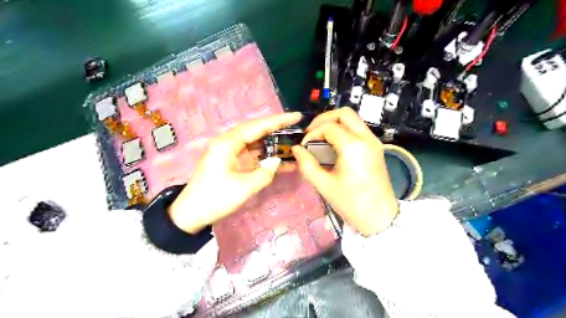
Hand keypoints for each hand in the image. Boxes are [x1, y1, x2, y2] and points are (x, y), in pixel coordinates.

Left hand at [167, 112, 302, 232]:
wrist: (192, 213)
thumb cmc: (215, 199)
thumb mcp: (244, 188)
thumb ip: (265, 173)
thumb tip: (277, 161)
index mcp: (229, 143)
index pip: (258, 126)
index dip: (279, 121)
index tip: (297, 116)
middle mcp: (229, 143)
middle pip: (257, 131)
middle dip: (277, 130)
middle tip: (297, 129)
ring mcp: (230, 152)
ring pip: (256, 143)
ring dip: (273, 143)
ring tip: (292, 143)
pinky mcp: (232, 162)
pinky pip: (253, 155)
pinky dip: (266, 156)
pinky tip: (280, 160)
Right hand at [292, 106, 396, 235]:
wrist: (379, 217)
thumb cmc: (351, 203)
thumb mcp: (324, 185)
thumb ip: (306, 164)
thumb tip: (296, 149)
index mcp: (353, 146)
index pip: (328, 127)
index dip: (312, 133)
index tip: (304, 147)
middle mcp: (366, 138)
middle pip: (344, 113)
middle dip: (324, 119)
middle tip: (311, 133)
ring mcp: (374, 141)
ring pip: (353, 119)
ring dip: (334, 123)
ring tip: (320, 138)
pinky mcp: (376, 147)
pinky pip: (358, 129)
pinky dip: (344, 130)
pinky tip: (333, 145)